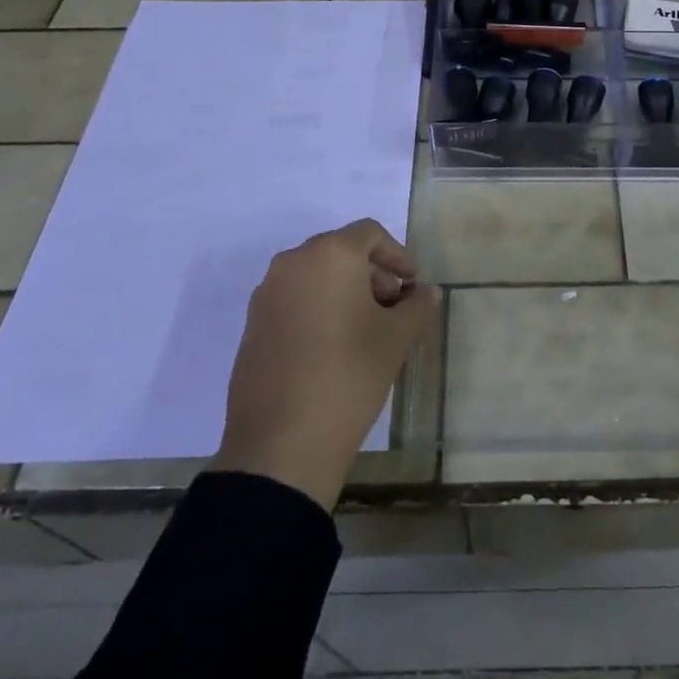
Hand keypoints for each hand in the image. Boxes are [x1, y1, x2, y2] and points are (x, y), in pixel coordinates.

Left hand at [214, 219, 438, 510]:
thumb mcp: (396, 339)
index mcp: (330, 254)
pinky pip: (293, 300)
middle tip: (392, 310)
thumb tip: (426, 292)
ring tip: (364, 332)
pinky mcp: (252, 325)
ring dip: (344, 292)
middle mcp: (293, 262)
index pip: (370, 234)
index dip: (397, 255)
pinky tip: (332, 349)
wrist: (281, 445)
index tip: (412, 287)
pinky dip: (317, 310)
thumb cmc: (349, 375)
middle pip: (341, 252)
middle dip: (371, 275)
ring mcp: (266, 294)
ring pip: (315, 276)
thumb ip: (416, 306)